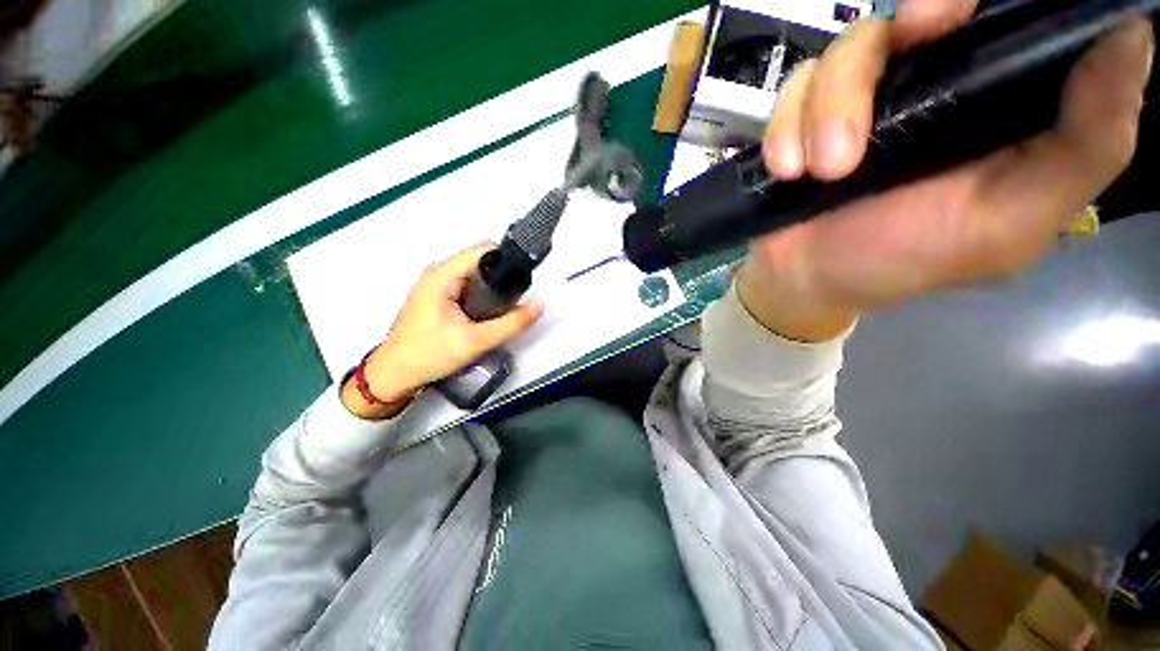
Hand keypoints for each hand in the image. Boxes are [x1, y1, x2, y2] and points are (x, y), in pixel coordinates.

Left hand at [341, 244, 543, 418]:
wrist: (394, 375)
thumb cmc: (427, 355)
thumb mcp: (476, 341)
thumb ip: (512, 323)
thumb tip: (538, 306)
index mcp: (443, 275)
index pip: (484, 250)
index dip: (508, 259)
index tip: (524, 276)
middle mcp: (438, 273)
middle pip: (481, 261)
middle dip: (502, 276)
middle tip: (515, 299)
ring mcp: (436, 285)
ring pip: (475, 274)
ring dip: (492, 287)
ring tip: (504, 307)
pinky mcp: (437, 297)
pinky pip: (467, 285)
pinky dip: (482, 294)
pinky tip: (488, 312)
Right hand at [740, 0, 1153, 340]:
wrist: (808, 281)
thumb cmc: (905, 260)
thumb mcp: (1011, 221)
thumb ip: (1086, 146)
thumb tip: (1131, 35)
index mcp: (999, 99)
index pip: (1011, 16)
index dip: (988, 0)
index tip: (954, 17)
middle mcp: (938, 81)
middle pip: (922, 11)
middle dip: (906, 28)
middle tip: (902, 50)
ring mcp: (867, 95)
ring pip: (848, 49)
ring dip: (828, 109)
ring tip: (822, 171)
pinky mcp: (808, 115)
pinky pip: (795, 89)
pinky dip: (787, 126)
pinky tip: (788, 170)